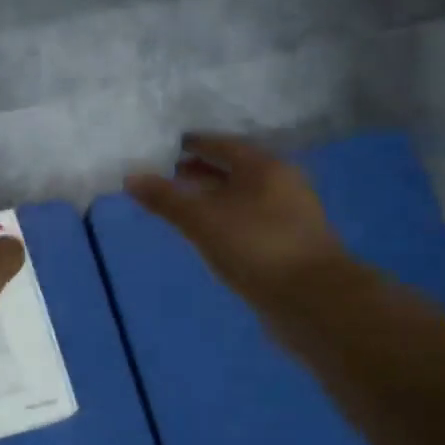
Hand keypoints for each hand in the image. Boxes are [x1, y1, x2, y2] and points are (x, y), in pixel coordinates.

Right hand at [125, 134, 351, 309]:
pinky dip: (226, 220)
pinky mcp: (289, 243)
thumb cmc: (255, 248)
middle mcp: (281, 183)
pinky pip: (250, 220)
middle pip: (234, 169)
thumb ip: (166, 199)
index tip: (166, 147)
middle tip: (167, 175)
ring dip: (213, 198)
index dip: (193, 144)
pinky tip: (210, 234)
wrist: (313, 300)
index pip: (222, 144)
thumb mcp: (202, 221)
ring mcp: (289, 214)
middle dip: (201, 171)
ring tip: (183, 206)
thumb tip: (131, 177)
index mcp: (263, 167)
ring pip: (243, 196)